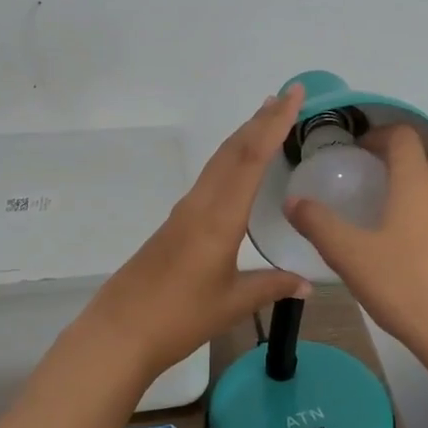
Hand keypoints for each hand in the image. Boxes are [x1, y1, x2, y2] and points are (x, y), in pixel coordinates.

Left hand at [80, 85, 312, 380]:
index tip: (293, 95)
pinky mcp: (174, 225)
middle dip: (260, 121)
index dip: (273, 124)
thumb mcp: (233, 304)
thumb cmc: (179, 318)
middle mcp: (200, 205)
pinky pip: (208, 180)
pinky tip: (237, 170)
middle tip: (286, 96)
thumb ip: (271, 287)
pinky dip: (230, 161)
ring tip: (265, 119)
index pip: (250, 159)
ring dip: (243, 137)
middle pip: (232, 151)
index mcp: (219, 218)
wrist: (119, 332)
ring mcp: (183, 212)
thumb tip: (307, 283)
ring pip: (218, 162)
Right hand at [284, 124, 427, 357]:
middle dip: (398, 161)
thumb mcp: (350, 255)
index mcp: (417, 182)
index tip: (357, 150)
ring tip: (388, 214)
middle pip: (426, 158)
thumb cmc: (405, 284)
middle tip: (369, 181)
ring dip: (417, 187)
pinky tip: (411, 248)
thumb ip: (319, 224)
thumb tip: (293, 202)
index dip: (379, 135)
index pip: (403, 136)